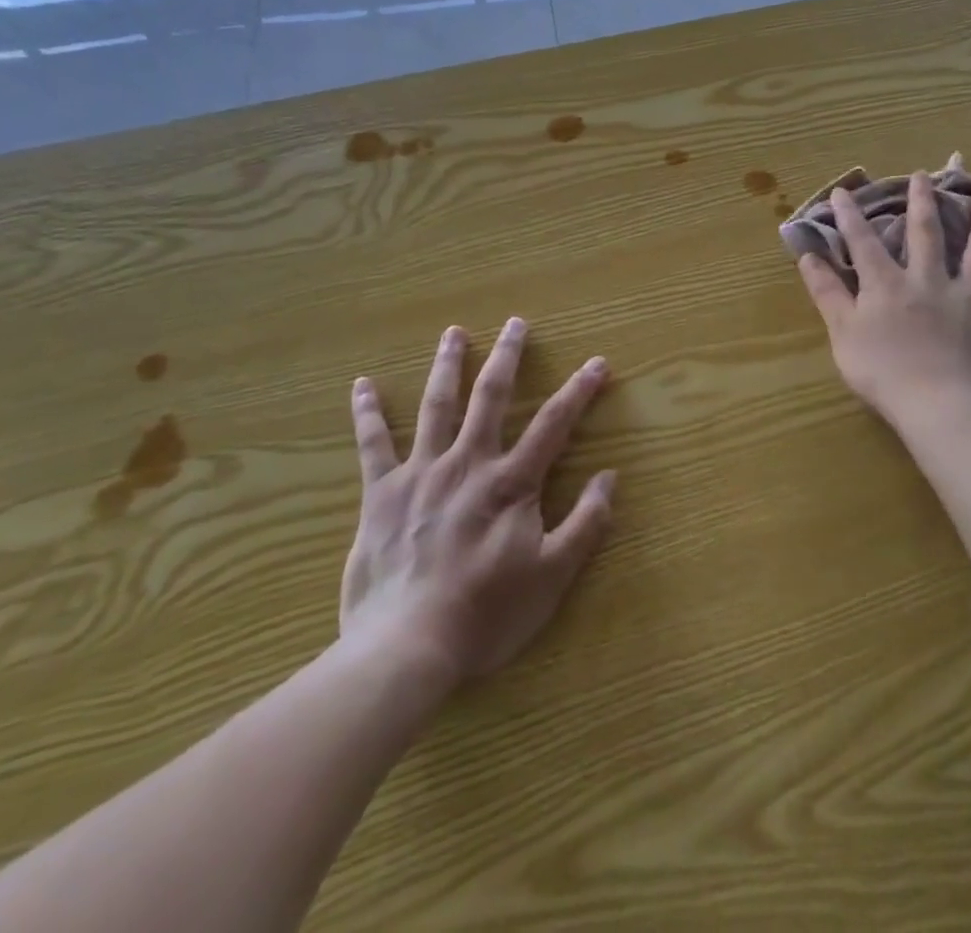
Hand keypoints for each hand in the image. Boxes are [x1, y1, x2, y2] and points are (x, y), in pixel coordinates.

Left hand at [338, 318, 616, 682]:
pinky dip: (367, 414)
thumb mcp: (552, 576)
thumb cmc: (486, 614)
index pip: (554, 424)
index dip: (579, 390)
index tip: (598, 363)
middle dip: (508, 356)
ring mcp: (421, 474)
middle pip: (491, 397)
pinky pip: (372, 445)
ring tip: (454, 333)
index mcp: (511, 483)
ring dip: (447, 366)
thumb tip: (609, 477)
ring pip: (436, 406)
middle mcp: (468, 463)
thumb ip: (586, 524)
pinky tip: (361, 386)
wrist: (406, 648)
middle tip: (515, 322)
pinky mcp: (380, 494)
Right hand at [796, 172, 970, 425]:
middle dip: (922, 202)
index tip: (843, 190)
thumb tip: (808, 256)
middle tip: (925, 175)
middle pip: (926, 233)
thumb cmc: (883, 372)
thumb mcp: (843, 332)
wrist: (941, 404)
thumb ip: (827, 292)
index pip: (863, 242)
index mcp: (886, 284)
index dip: (850, 216)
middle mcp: (927, 280)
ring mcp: (965, 296)